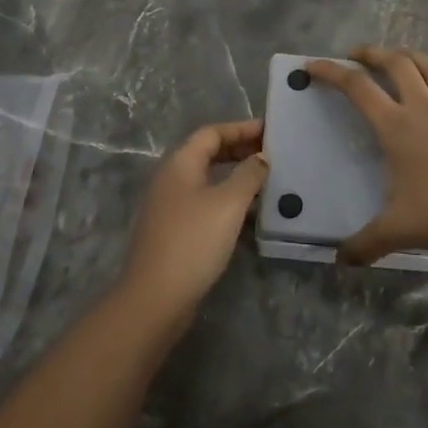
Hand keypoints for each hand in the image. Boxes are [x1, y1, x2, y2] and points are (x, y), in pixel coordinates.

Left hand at [118, 119, 267, 320]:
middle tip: (271, 155)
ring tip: (266, 182)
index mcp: (180, 163)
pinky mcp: (174, 230)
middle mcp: (171, 178)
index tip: (269, 131)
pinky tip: (248, 215)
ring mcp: (170, 206)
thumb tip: (261, 157)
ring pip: (207, 179)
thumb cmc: (193, 242)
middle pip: (208, 153)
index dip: (241, 128)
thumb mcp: (228, 204)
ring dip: (235, 176)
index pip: (212, 132)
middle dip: (239, 150)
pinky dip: (227, 200)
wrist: (155, 298)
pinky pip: (205, 202)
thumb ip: (249, 175)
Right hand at [305, 47, 427, 264]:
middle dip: (373, 53)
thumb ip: (365, 244)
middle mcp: (425, 109)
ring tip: (402, 58)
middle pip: (397, 64)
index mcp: (397, 127)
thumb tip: (339, 259)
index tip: (312, 65)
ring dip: (414, 58)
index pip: (357, 88)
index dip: (331, 72)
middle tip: (357, 55)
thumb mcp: (398, 231)